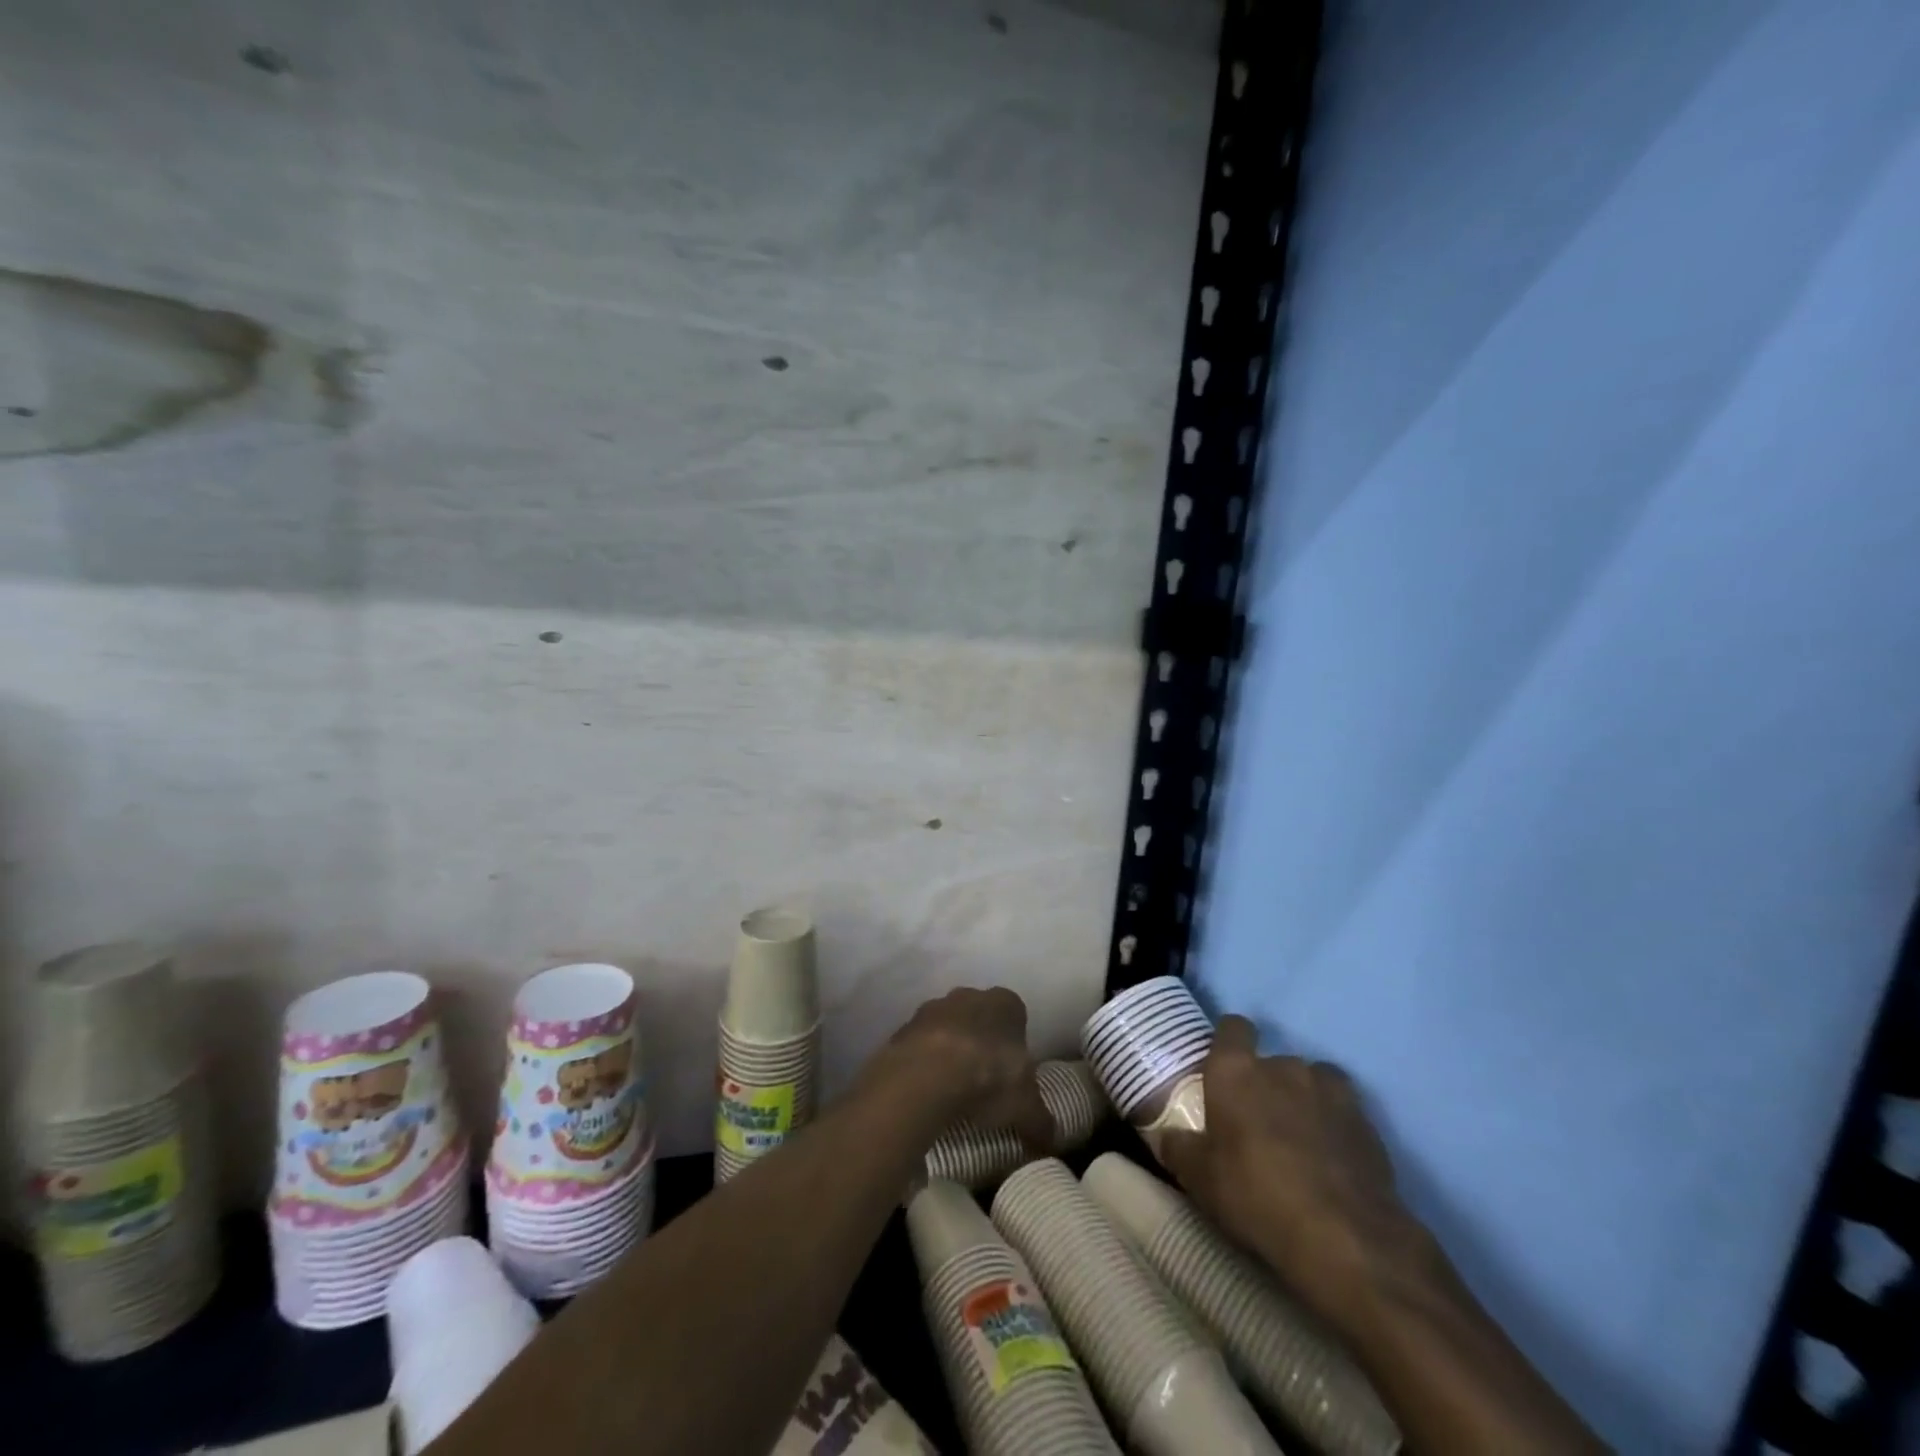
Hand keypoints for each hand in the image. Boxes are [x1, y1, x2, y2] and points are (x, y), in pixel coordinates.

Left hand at [871, 986, 1053, 1151]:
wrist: (925, 1075)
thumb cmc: (988, 1078)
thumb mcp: (1025, 1107)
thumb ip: (1041, 1121)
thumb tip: (1053, 1141)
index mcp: (1006, 1003)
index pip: (1016, 1014)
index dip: (1015, 1042)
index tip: (1012, 1072)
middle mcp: (969, 995)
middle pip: (979, 1016)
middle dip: (981, 1041)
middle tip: (984, 1081)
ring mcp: (932, 1008)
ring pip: (947, 1027)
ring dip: (949, 1049)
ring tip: (952, 1090)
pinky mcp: (903, 1027)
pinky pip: (919, 1044)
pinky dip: (923, 1062)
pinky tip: (926, 1091)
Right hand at [1158, 1016, 1416, 1320]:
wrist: (1344, 1237)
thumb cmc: (1256, 1195)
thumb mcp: (1200, 1179)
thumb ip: (1179, 1148)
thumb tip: (1166, 1136)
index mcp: (1235, 1070)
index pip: (1233, 1027)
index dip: (1229, 1043)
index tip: (1224, 1070)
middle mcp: (1282, 1066)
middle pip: (1272, 1061)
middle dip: (1266, 1084)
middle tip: (1259, 1123)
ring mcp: (1328, 1089)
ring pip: (1311, 1081)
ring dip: (1303, 1100)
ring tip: (1300, 1139)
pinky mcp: (1366, 1120)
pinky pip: (1342, 1109)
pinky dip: (1335, 1124)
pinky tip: (1331, 1158)